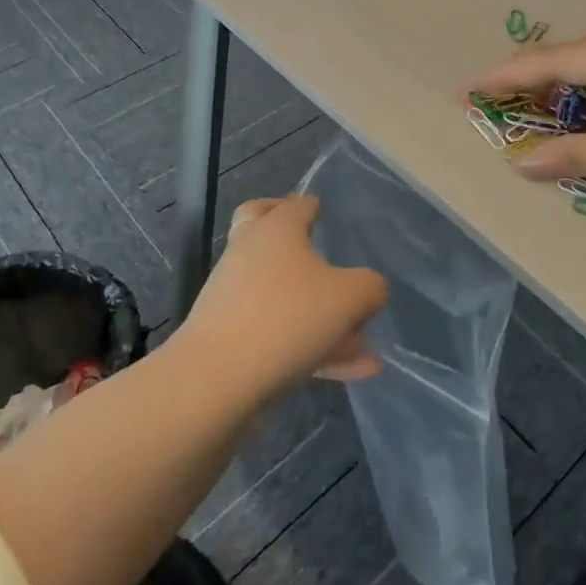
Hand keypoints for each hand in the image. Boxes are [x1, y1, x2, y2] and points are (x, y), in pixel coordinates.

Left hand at [175, 196, 387, 401]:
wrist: (215, 379)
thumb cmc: (287, 318)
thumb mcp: (350, 297)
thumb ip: (370, 288)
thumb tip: (369, 290)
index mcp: (277, 230)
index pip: (296, 205)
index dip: (312, 205)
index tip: (322, 210)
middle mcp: (251, 254)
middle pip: (262, 230)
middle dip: (292, 237)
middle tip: (311, 243)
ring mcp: (235, 297)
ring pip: (279, 292)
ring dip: (317, 311)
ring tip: (361, 343)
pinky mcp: (230, 338)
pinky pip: (279, 334)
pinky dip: (312, 347)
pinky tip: (351, 372)